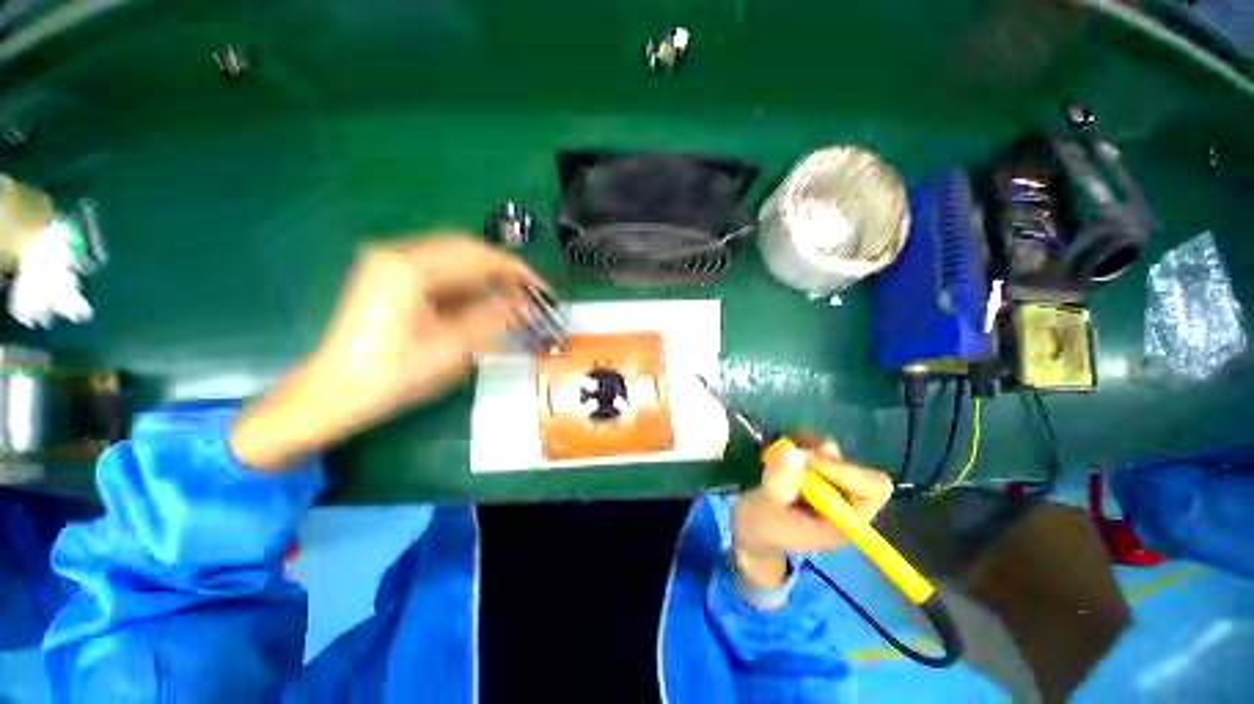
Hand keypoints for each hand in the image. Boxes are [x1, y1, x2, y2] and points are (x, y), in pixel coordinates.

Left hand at [231, 236, 543, 470]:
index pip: (477, 256)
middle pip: (466, 250)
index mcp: (409, 269)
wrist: (334, 393)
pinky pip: (440, 270)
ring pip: (454, 258)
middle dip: (503, 270)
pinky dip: (468, 283)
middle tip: (530, 293)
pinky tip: (482, 300)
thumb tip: (526, 305)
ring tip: (512, 298)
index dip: (516, 271)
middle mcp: (397, 255)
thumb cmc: (392, 376)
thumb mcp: (451, 349)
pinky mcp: (389, 277)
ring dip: (487, 276)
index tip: (542, 289)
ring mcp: (390, 264)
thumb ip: (493, 320)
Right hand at [732, 439, 892, 589]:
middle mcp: (846, 503)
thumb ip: (779, 483)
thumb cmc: (762, 527)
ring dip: (809, 449)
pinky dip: (802, 444)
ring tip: (781, 453)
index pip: (871, 489)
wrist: (753, 528)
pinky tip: (782, 451)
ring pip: (835, 456)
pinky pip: (819, 450)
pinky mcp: (817, 474)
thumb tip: (793, 452)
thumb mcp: (766, 508)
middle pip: (855, 468)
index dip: (844, 470)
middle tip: (790, 454)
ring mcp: (832, 487)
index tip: (806, 461)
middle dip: (822, 458)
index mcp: (845, 521)